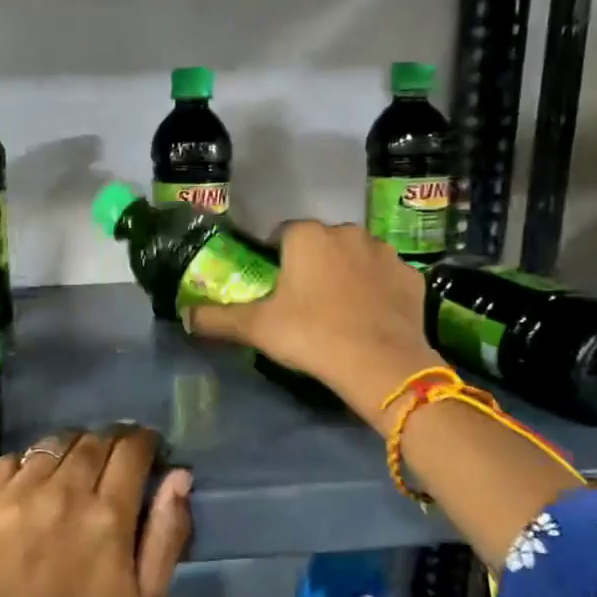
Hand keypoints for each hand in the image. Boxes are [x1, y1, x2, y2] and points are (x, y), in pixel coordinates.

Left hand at [0, 426, 191, 596]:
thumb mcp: (145, 593)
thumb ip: (168, 531)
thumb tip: (179, 475)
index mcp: (108, 513)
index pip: (132, 449)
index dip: (144, 441)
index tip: (146, 448)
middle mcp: (63, 492)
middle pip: (93, 440)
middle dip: (110, 441)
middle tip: (111, 458)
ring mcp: (18, 493)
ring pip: (53, 444)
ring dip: (71, 449)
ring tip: (72, 468)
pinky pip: (10, 459)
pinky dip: (28, 464)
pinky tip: (32, 483)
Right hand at [183, 220, 442, 426]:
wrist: (381, 363)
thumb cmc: (312, 335)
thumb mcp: (257, 328)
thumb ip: (217, 319)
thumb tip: (184, 316)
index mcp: (307, 235)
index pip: (280, 235)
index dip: (273, 260)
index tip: (273, 290)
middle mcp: (347, 232)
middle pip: (319, 244)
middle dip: (311, 265)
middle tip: (303, 305)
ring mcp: (385, 252)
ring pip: (355, 257)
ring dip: (345, 275)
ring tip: (338, 313)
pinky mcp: (411, 276)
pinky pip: (385, 278)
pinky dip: (376, 291)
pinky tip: (369, 319)